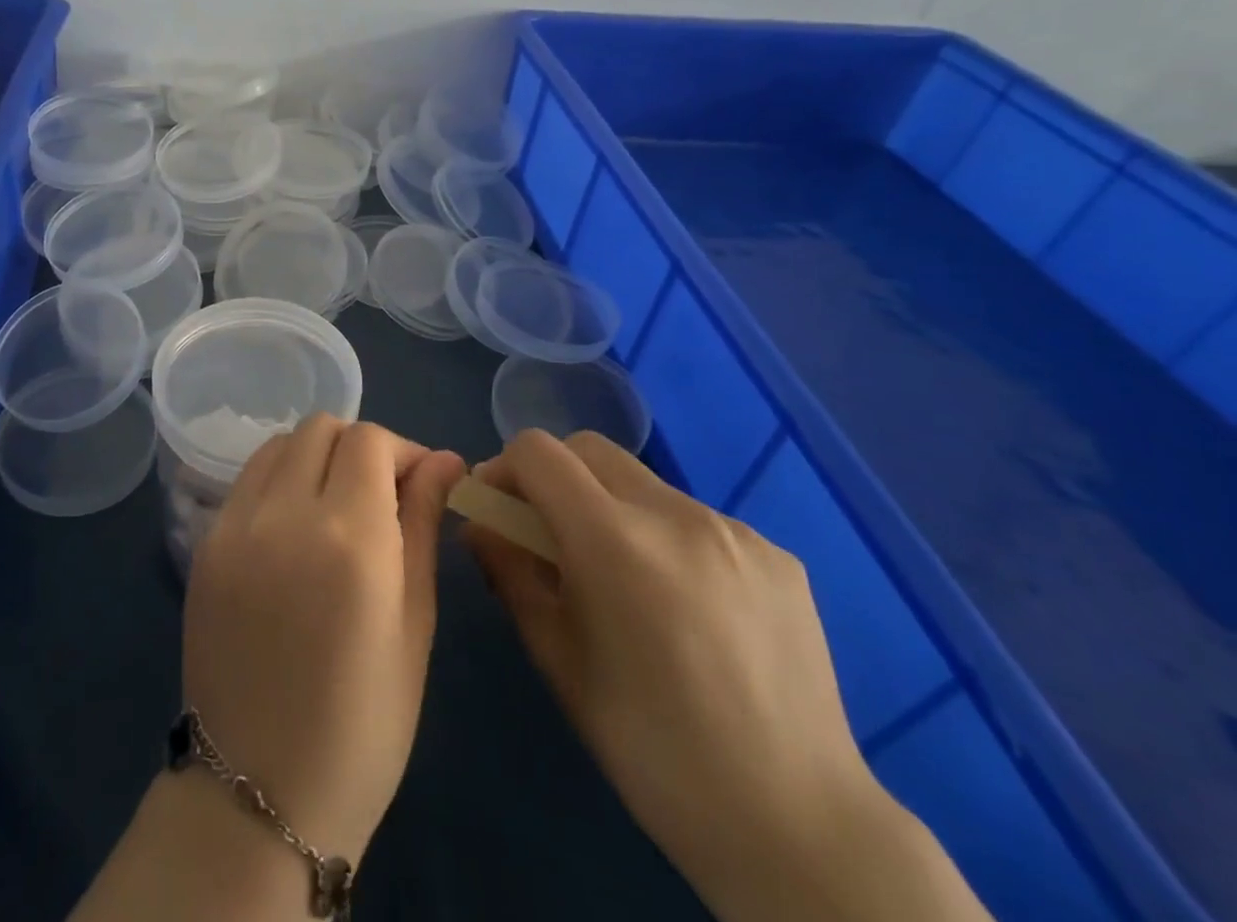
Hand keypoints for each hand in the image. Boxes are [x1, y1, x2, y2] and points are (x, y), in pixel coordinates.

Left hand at [182, 416, 466, 864]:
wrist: (256, 794)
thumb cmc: (362, 726)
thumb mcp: (414, 625)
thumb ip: (423, 525)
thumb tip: (444, 460)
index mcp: (350, 537)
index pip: (371, 440)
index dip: (403, 450)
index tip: (421, 484)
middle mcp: (285, 513)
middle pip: (322, 428)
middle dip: (360, 446)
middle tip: (381, 495)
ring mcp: (234, 525)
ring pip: (280, 444)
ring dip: (316, 456)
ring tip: (336, 506)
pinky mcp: (203, 543)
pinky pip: (248, 480)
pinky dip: (279, 480)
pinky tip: (295, 528)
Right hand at [466, 430, 990, 921]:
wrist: (796, 827)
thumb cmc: (651, 749)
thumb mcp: (557, 659)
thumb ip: (510, 573)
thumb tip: (480, 524)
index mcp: (614, 540)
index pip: (539, 451)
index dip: (505, 469)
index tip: (498, 511)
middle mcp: (676, 513)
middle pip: (590, 448)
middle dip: (554, 476)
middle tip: (548, 535)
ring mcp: (735, 530)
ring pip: (644, 484)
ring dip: (611, 508)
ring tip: (622, 579)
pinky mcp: (777, 555)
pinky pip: (697, 520)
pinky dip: (667, 538)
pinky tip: (684, 605)